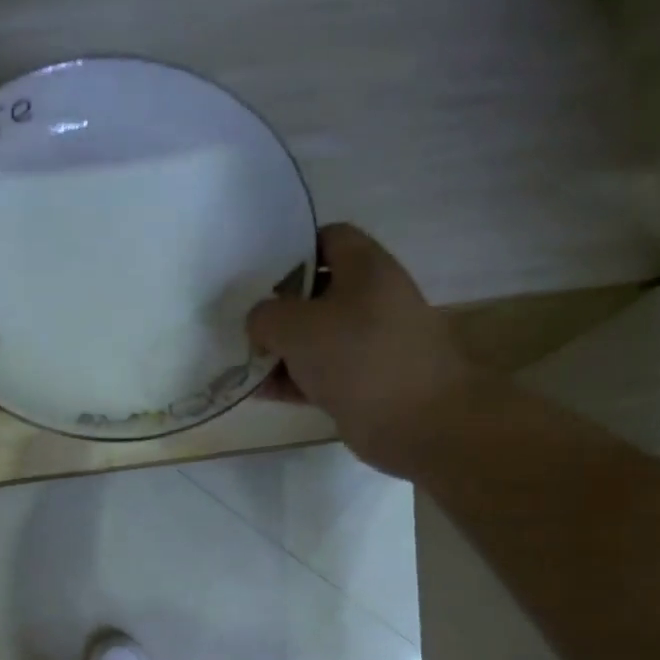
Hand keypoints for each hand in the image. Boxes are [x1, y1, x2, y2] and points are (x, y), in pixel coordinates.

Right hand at [247, 223, 483, 475]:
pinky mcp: (364, 382)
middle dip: (278, 307)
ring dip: (281, 349)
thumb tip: (260, 324)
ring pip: (316, 337)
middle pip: (317, 292)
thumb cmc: (357, 357)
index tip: (258, 272)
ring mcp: (370, 344)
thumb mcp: (295, 326)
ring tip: (243, 361)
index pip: (329, 238)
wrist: (416, 422)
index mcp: (366, 268)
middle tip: (243, 321)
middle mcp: (372, 299)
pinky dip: (293, 380)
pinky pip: (320, 373)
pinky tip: (260, 391)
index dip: (293, 249)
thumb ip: (266, 316)